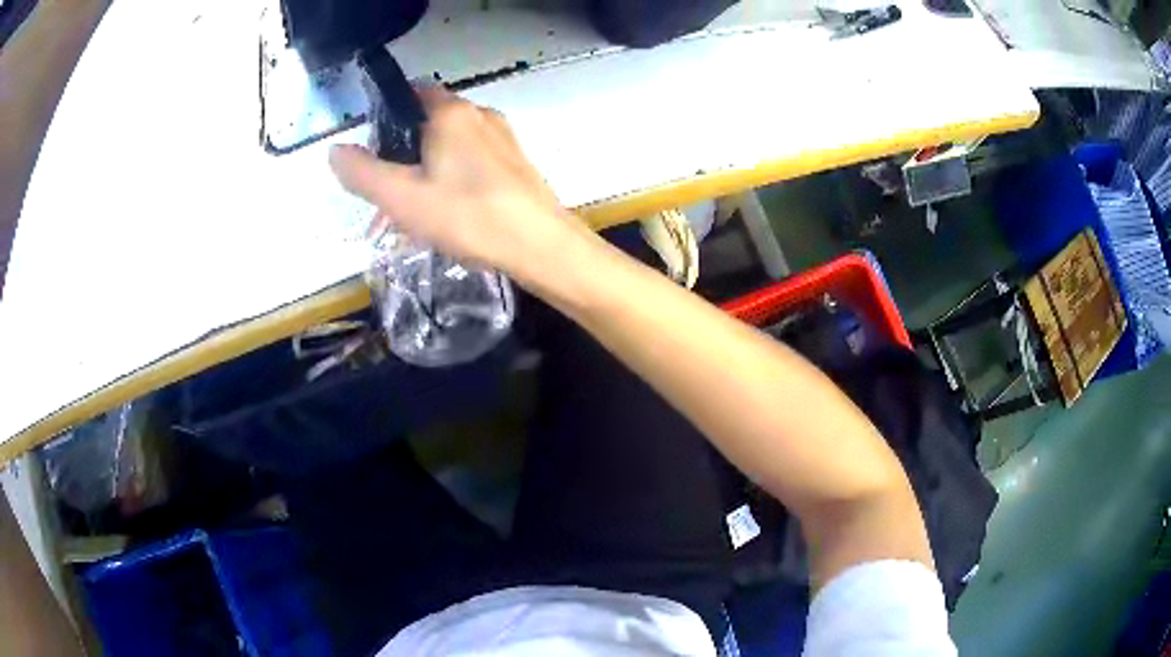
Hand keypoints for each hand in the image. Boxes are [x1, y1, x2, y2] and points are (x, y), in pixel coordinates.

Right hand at [330, 87, 582, 283]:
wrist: (542, 247)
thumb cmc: (467, 216)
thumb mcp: (401, 198)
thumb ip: (362, 173)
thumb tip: (335, 151)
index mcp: (452, 112)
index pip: (410, 94)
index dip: (385, 119)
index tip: (371, 154)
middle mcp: (480, 115)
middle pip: (427, 125)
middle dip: (401, 158)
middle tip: (386, 198)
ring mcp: (502, 139)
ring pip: (449, 149)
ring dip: (423, 177)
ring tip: (409, 220)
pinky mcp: (515, 164)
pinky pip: (471, 165)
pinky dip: (449, 183)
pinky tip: (443, 220)